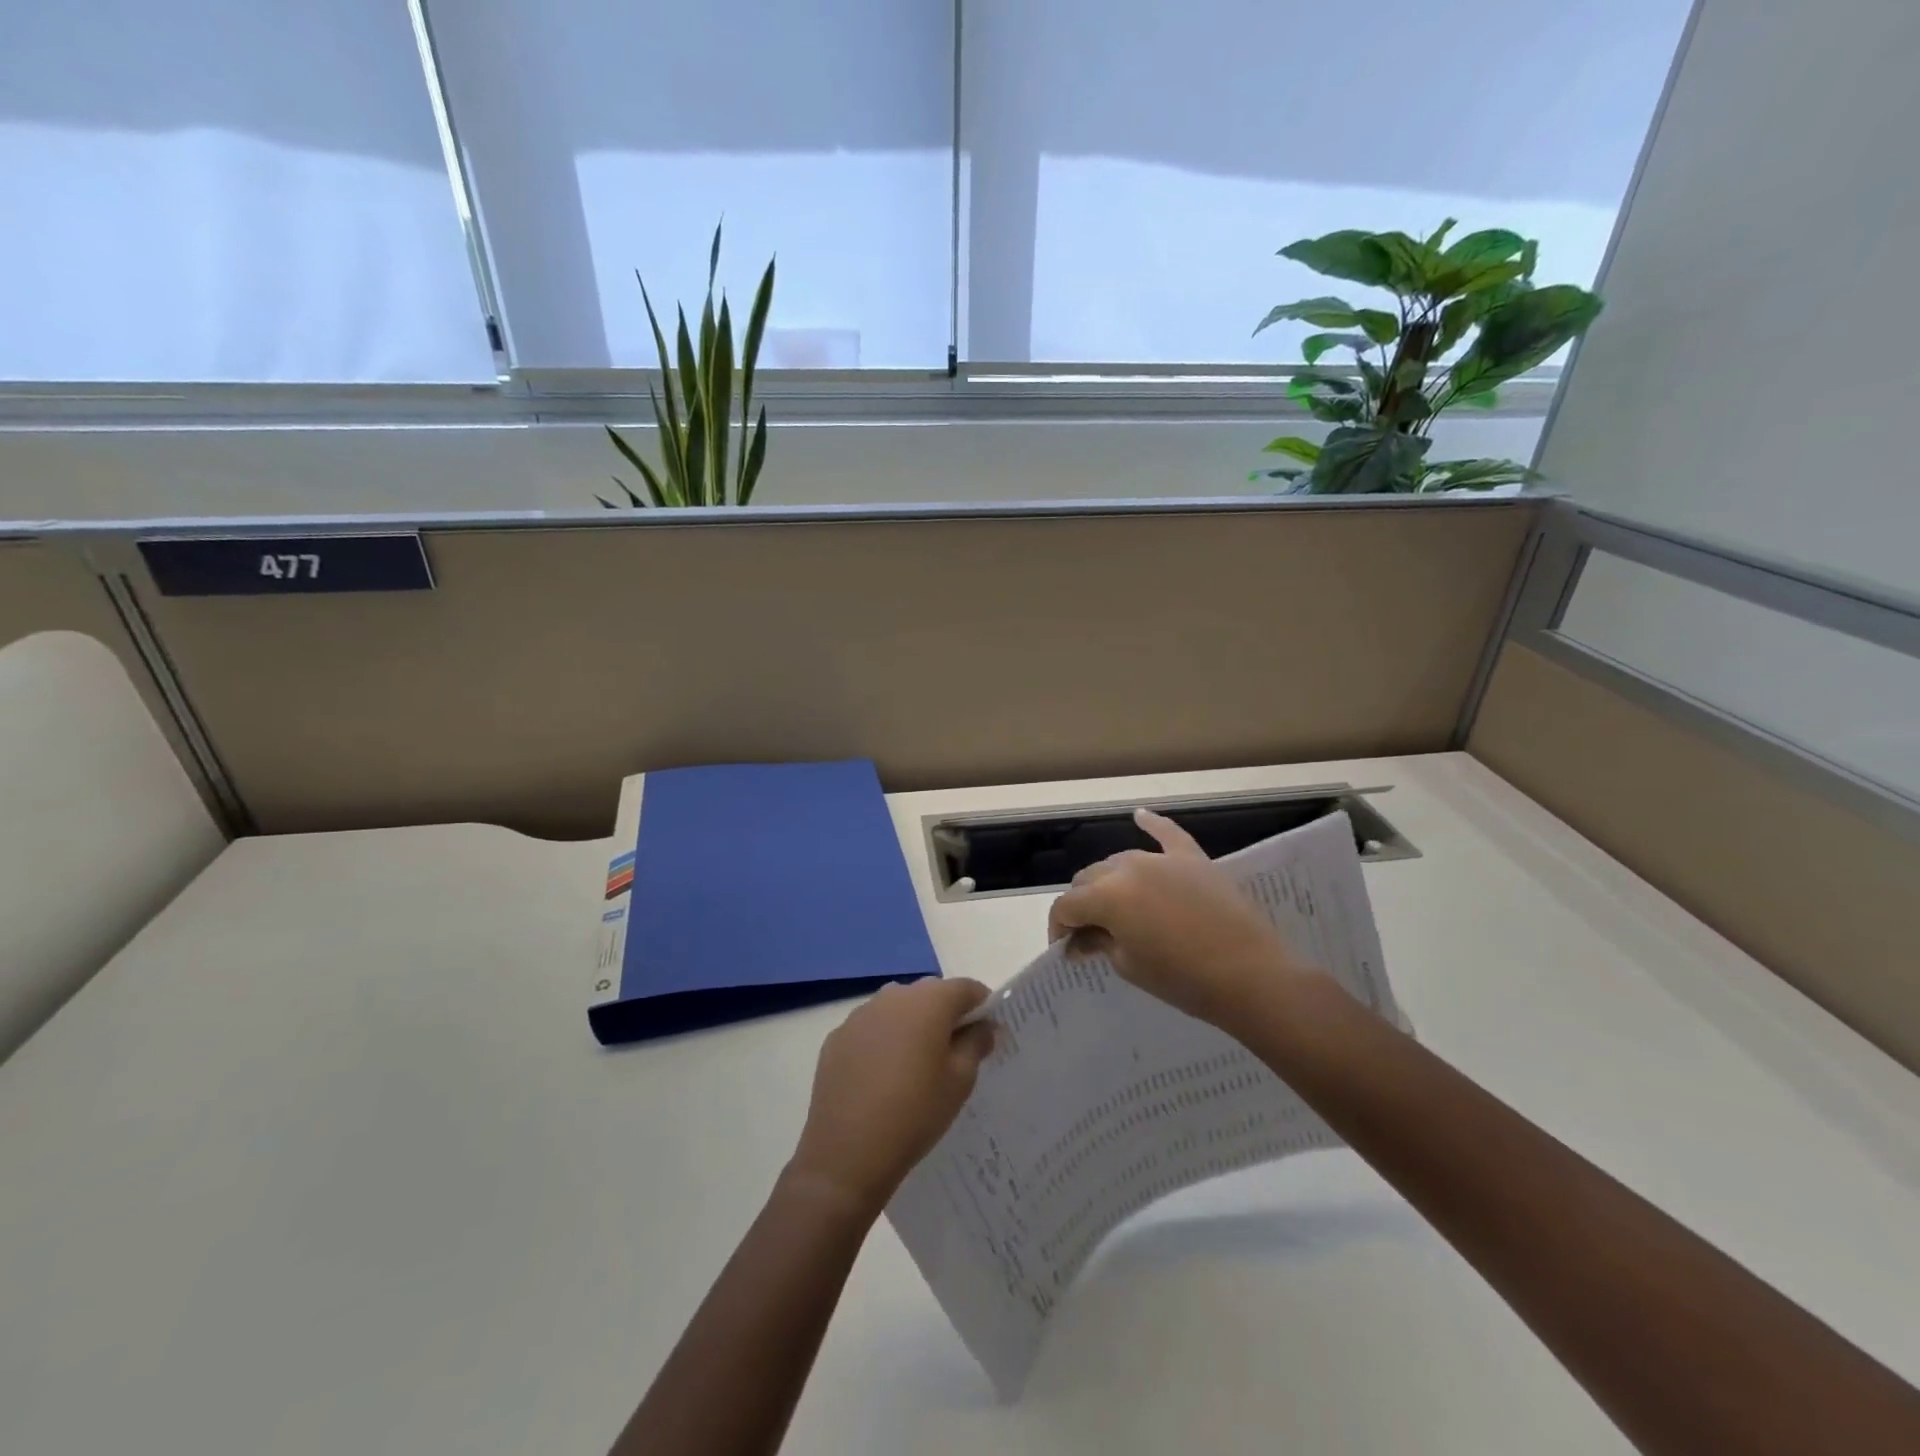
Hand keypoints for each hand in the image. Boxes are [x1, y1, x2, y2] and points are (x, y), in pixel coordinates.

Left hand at [788, 978, 995, 1218]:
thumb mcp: (960, 1081)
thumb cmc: (915, 1112)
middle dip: (946, 1015)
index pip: (966, 988)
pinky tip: (882, 1077)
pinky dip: (883, 1041)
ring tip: (916, 1067)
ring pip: (898, 1009)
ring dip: (913, 1026)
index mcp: (929, 1001)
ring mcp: (860, 1014)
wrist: (846, 1153)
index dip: (982, 1007)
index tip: (986, 1035)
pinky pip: (871, 1029)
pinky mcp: (837, 1037)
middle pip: (931, 994)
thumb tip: (983, 1026)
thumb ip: (976, 1043)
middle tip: (954, 1054)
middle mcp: (893, 995)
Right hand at [1046, 808, 1318, 1031]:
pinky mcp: (1194, 859)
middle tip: (1091, 935)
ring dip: (1110, 881)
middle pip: (1089, 878)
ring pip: (1121, 860)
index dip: (1059, 928)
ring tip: (1117, 908)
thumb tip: (1082, 939)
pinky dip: (1152, 824)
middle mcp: (1128, 868)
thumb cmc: (1183, 980)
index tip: (1065, 949)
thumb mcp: (1130, 966)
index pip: (1066, 905)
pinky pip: (1168, 834)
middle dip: (1083, 904)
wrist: (1251, 975)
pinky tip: (1140, 816)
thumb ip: (1100, 943)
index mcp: (1107, 896)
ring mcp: (1162, 859)